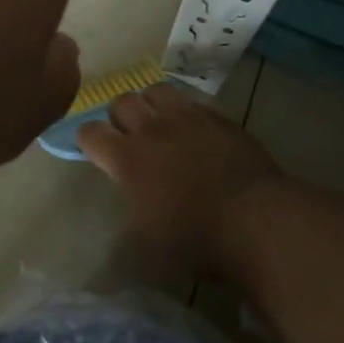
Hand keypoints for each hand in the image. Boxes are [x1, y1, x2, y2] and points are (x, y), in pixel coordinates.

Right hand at [76, 85, 285, 275]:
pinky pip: (191, 101)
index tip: (92, 151)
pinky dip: (183, 112)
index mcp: (127, 159)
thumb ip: (124, 233)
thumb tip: (116, 235)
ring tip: (157, 125)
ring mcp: (187, 118)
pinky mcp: (217, 117)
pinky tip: (192, 131)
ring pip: (155, 91)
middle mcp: (151, 130)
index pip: (89, 132)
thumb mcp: (147, 251)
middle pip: (120, 102)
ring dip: (149, 105)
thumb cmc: (197, 240)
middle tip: (127, 138)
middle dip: (117, 117)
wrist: (257, 220)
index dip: (86, 140)